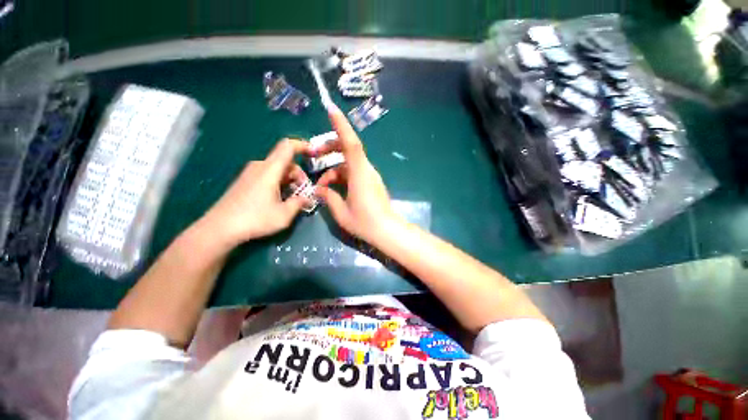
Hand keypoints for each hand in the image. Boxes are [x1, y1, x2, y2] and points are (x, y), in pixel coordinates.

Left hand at [199, 139, 311, 247]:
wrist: (219, 228)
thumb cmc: (255, 219)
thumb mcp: (284, 214)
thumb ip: (299, 203)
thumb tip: (308, 198)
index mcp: (270, 169)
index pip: (288, 146)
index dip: (303, 146)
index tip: (314, 154)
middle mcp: (260, 166)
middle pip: (286, 161)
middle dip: (299, 174)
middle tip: (304, 193)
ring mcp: (251, 173)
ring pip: (278, 169)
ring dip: (290, 180)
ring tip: (293, 198)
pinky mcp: (246, 181)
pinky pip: (269, 175)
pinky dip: (280, 182)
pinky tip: (281, 198)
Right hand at [313, 106, 401, 243]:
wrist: (387, 231)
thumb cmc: (365, 223)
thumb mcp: (341, 212)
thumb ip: (329, 197)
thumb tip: (319, 189)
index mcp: (360, 174)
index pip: (351, 144)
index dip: (342, 126)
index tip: (331, 110)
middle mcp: (366, 170)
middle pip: (349, 149)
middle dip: (330, 147)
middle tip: (314, 154)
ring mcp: (370, 176)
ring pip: (349, 163)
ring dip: (334, 169)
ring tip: (322, 186)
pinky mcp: (371, 182)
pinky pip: (353, 172)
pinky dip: (341, 176)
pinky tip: (333, 189)